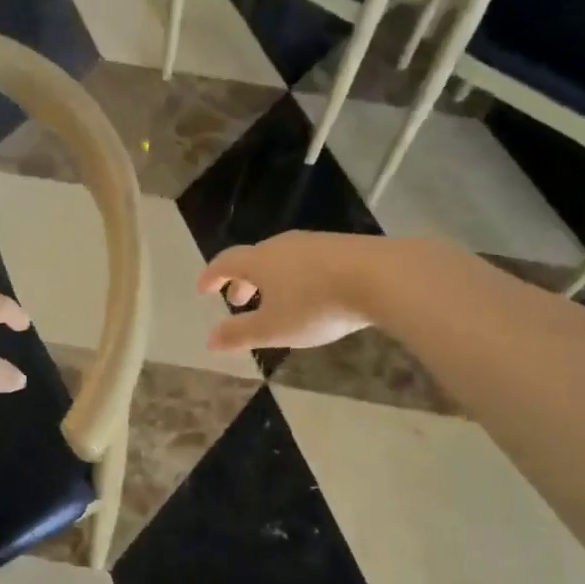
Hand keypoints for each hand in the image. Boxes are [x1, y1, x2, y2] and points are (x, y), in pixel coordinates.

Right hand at [198, 232, 378, 352]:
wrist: (381, 277)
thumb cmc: (316, 305)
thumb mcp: (274, 328)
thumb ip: (240, 334)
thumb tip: (209, 340)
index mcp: (259, 261)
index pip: (225, 262)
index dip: (211, 276)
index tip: (203, 289)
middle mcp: (282, 245)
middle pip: (254, 259)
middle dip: (242, 281)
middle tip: (237, 301)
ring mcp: (314, 243)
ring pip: (282, 259)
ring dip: (270, 279)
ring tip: (275, 301)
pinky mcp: (343, 247)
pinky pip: (307, 261)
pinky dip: (296, 277)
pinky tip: (311, 294)